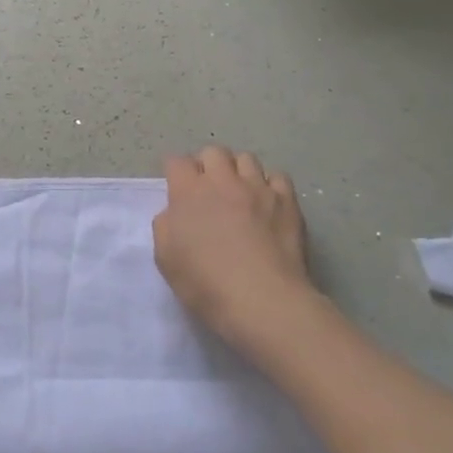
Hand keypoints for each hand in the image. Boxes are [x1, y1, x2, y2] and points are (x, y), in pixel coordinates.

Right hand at [154, 147, 316, 363]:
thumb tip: (176, 212)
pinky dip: (269, 185)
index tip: (177, 189)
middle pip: (213, 152)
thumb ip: (166, 225)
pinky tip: (268, 204)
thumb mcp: (165, 258)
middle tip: (208, 189)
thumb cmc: (205, 283)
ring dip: (238, 172)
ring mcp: (258, 188)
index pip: (176, 161)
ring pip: (246, 159)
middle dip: (207, 165)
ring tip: (239, 193)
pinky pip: (277, 178)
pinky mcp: (287, 201)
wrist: (262, 300)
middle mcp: (223, 180)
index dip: (175, 173)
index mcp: (188, 191)